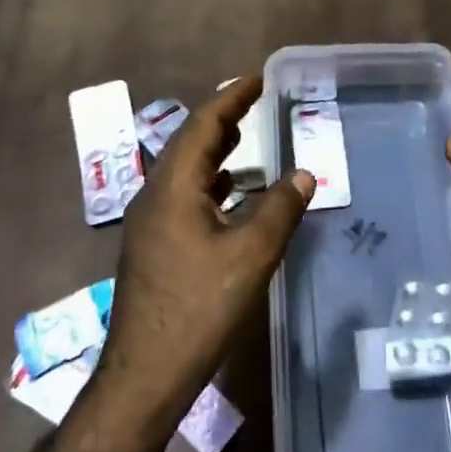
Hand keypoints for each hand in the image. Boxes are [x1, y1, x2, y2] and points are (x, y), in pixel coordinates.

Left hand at [93, 77, 314, 429]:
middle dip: (223, 118)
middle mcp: (154, 194)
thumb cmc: (199, 309)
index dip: (232, 97)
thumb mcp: (251, 256)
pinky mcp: (153, 245)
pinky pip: (183, 195)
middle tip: (256, 102)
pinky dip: (210, 182)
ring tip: (246, 137)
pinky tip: (231, 192)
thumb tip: (305, 172)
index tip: (259, 78)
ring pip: (185, 170)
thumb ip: (281, 209)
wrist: (145, 373)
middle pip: (190, 142)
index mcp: (173, 186)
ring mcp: (149, 221)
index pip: (204, 124)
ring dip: (215, 150)